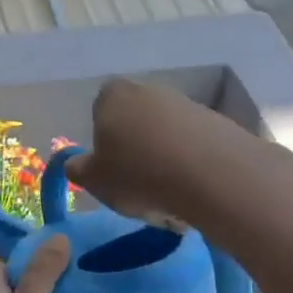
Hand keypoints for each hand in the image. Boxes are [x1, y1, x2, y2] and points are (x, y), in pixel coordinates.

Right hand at [66, 78, 235, 226]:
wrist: (211, 174)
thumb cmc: (138, 174)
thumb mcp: (94, 180)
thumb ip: (79, 170)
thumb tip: (75, 163)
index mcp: (113, 96)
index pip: (100, 110)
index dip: (104, 140)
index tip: (110, 168)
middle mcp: (149, 91)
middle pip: (136, 123)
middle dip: (137, 153)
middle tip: (138, 189)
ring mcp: (186, 104)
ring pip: (166, 138)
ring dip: (165, 165)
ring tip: (169, 201)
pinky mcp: (217, 123)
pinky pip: (194, 148)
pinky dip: (191, 168)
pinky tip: (194, 195)